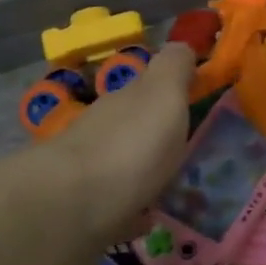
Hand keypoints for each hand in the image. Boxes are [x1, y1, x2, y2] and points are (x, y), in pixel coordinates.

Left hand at [47, 40, 197, 243]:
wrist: (70, 208)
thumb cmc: (129, 147)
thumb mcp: (162, 95)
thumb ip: (174, 68)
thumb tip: (183, 44)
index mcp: (124, 101)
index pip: (147, 86)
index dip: (171, 90)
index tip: (195, 101)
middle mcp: (102, 130)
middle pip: (131, 125)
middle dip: (154, 133)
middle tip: (188, 150)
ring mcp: (88, 172)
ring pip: (121, 165)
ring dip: (143, 172)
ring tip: (174, 187)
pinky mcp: (82, 213)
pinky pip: (115, 207)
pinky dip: (130, 210)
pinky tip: (146, 219)